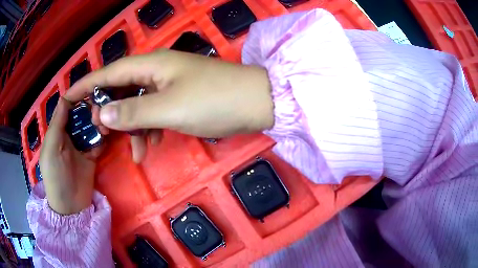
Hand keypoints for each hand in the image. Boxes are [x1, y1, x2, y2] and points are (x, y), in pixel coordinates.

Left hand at [39, 98, 102, 214]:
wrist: (71, 206)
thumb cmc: (56, 176)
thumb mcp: (51, 148)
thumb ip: (57, 123)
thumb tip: (66, 96)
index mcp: (57, 130)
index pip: (67, 107)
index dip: (77, 98)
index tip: (90, 91)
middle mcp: (69, 134)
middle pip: (81, 115)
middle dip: (90, 110)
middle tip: (99, 111)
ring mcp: (81, 145)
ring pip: (91, 126)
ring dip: (98, 123)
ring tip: (103, 125)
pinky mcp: (92, 156)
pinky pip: (99, 141)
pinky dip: (103, 137)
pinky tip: (106, 136)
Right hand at [65, 49, 273, 162]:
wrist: (256, 103)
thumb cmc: (215, 101)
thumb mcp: (169, 109)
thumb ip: (133, 112)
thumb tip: (103, 115)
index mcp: (151, 65)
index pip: (109, 73)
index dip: (86, 84)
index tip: (68, 96)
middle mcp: (157, 70)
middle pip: (121, 88)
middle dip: (109, 110)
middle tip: (100, 132)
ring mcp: (169, 84)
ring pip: (137, 104)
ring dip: (131, 126)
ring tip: (132, 150)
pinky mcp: (180, 98)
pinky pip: (154, 111)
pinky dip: (149, 128)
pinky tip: (150, 145)